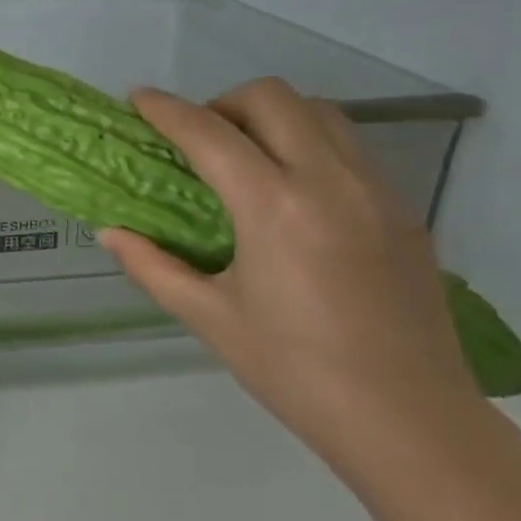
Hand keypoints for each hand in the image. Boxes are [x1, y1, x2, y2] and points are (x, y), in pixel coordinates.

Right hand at [100, 80, 487, 479]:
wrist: (410, 423)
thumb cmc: (296, 372)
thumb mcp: (210, 319)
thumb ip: (152, 266)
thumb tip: (110, 232)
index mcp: (274, 207)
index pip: (208, 133)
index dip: (166, 110)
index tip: (138, 98)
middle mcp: (329, 180)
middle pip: (272, 97)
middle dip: (223, 102)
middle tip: (199, 140)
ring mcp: (376, 191)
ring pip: (320, 112)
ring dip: (273, 117)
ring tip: (248, 157)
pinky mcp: (404, 211)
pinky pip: (351, 148)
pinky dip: (310, 144)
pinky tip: (295, 194)